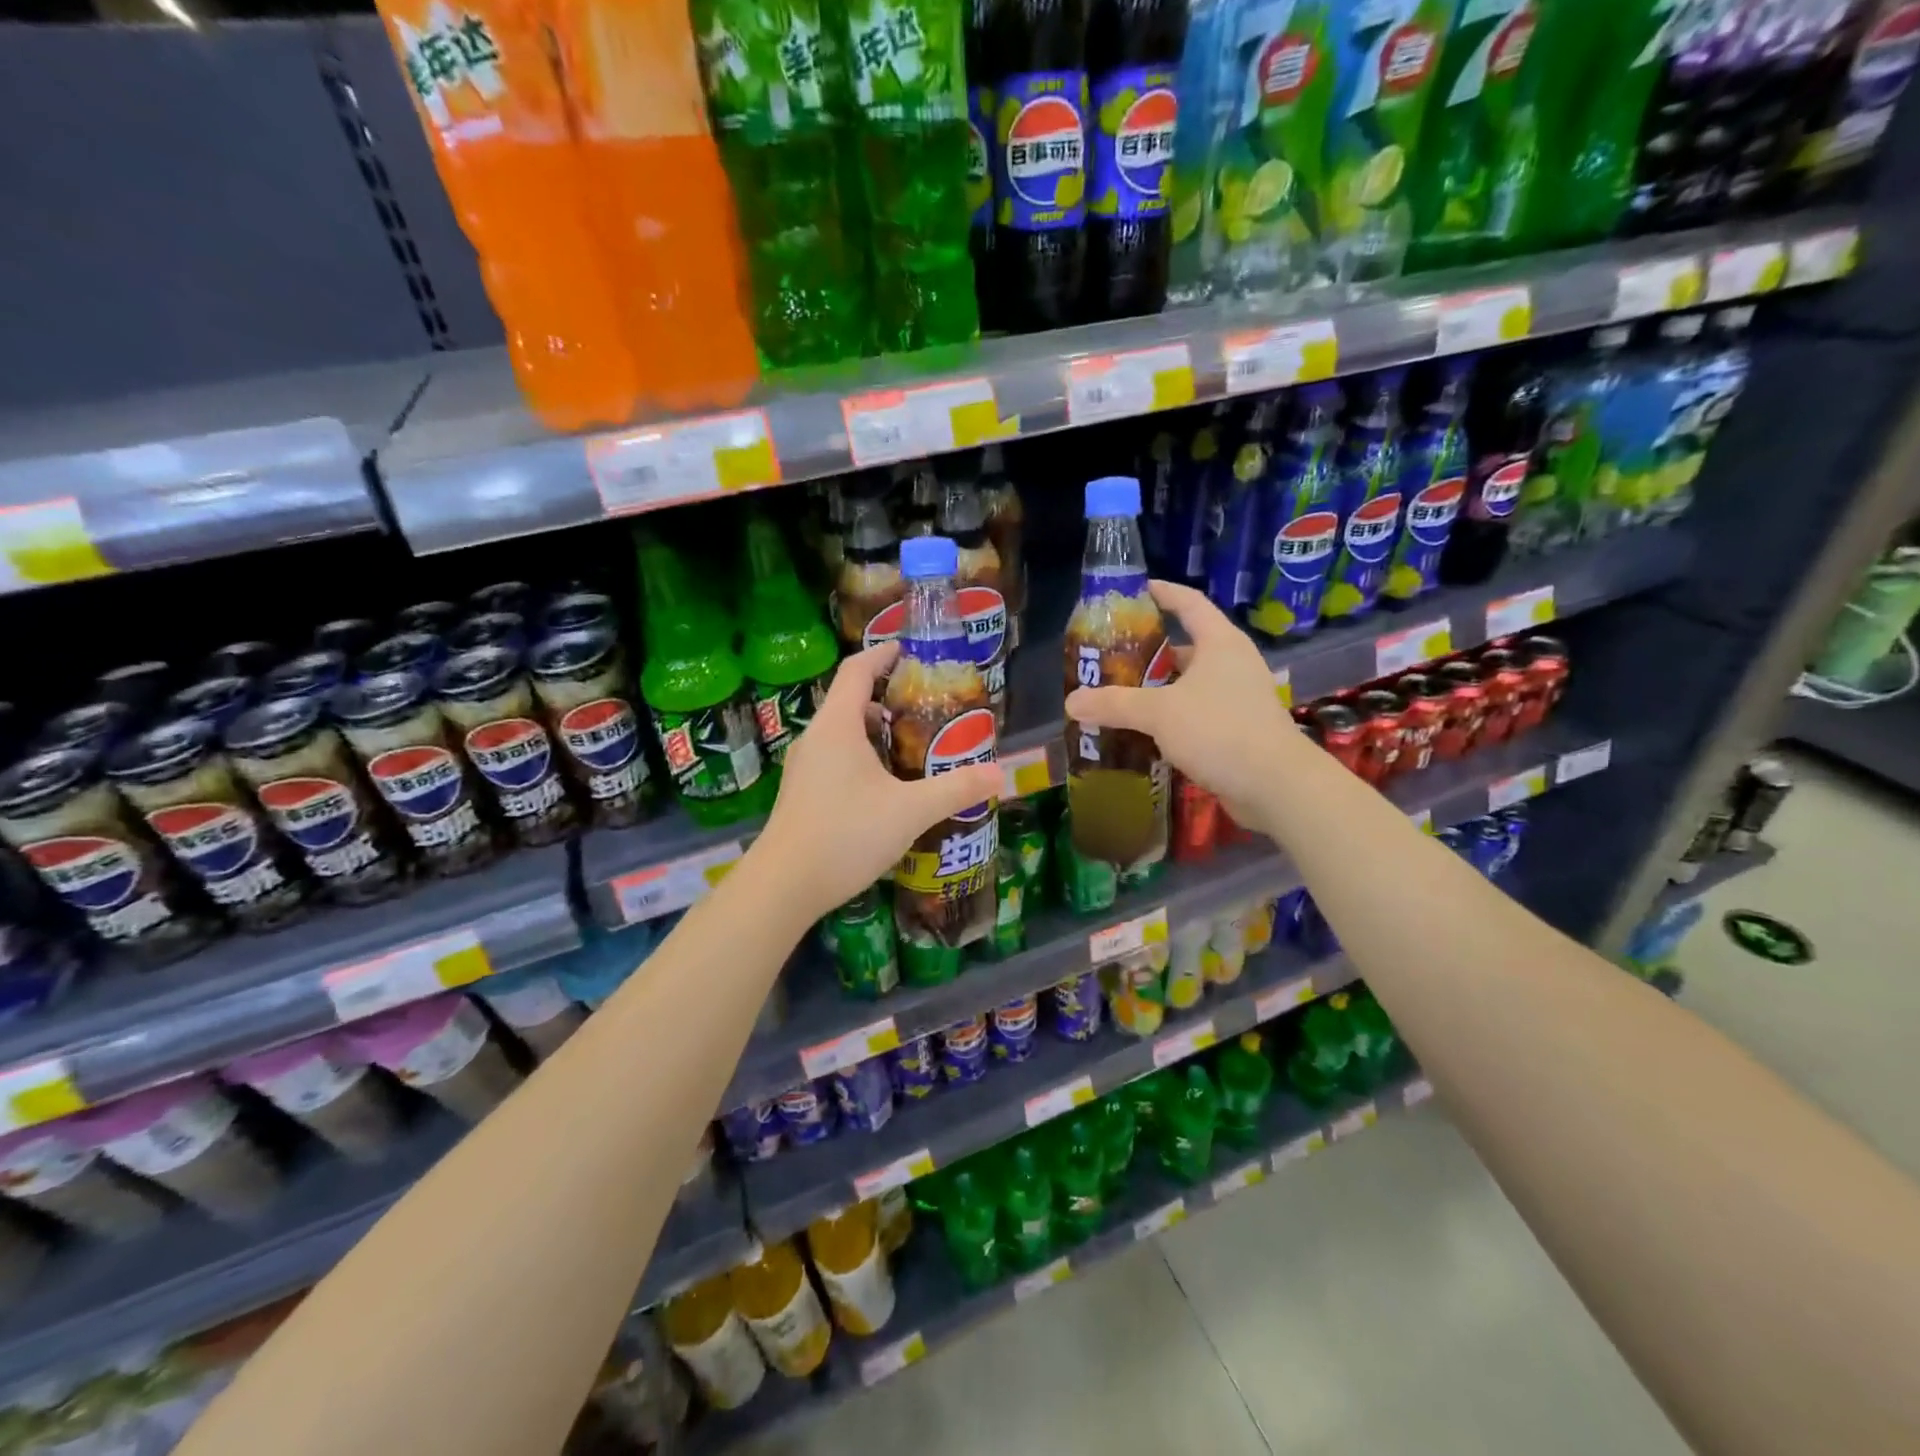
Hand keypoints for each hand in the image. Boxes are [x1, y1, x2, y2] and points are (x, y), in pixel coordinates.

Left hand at [756, 643, 1002, 918]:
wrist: (783, 886)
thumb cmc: (846, 834)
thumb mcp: (910, 811)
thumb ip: (956, 789)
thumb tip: (999, 773)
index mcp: (837, 726)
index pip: (857, 670)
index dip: (882, 655)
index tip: (907, 651)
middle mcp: (816, 739)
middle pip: (850, 702)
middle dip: (887, 699)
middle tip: (925, 710)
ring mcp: (804, 768)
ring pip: (842, 734)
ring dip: (874, 733)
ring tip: (911, 748)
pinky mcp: (801, 794)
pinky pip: (834, 759)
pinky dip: (861, 757)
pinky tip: (885, 788)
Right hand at [1065, 580, 1300, 834]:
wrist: (1274, 785)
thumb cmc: (1218, 730)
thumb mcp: (1159, 712)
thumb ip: (1115, 704)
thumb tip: (1071, 701)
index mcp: (1220, 643)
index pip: (1189, 603)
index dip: (1163, 593)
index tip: (1136, 590)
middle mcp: (1233, 664)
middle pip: (1187, 647)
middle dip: (1151, 652)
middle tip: (1113, 658)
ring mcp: (1239, 698)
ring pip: (1190, 684)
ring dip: (1159, 690)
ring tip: (1120, 696)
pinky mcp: (1238, 730)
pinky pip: (1197, 714)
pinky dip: (1171, 718)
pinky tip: (1145, 732)